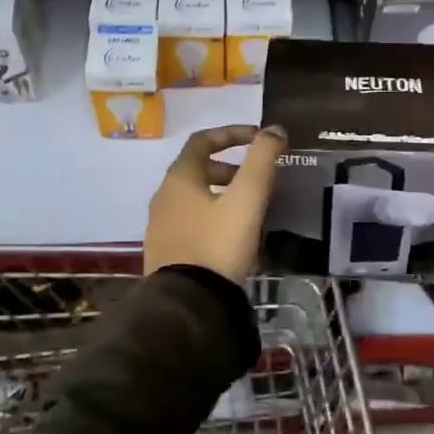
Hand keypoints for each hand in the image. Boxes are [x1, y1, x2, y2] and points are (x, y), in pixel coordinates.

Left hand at [144, 125, 285, 282]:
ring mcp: (160, 226)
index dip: (231, 134)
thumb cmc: (217, 244)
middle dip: (228, 168)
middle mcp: (163, 197)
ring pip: (193, 197)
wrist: (187, 303)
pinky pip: (189, 222)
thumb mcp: (246, 200)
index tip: (258, 139)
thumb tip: (274, 130)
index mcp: (179, 178)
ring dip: (220, 194)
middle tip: (255, 178)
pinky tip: (231, 237)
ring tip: (248, 208)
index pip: (202, 141)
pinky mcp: (164, 252)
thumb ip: (261, 161)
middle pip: (196, 169)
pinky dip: (211, 216)